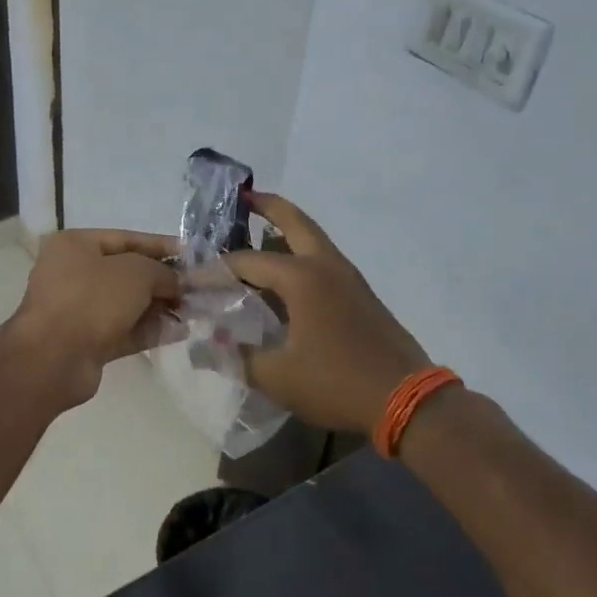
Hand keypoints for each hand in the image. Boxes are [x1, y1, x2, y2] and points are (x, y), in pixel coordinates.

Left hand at [3, 228, 181, 408]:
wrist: (53, 357)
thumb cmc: (92, 299)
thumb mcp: (135, 273)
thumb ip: (162, 272)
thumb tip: (177, 282)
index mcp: (76, 246)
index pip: (126, 239)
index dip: (161, 246)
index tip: (192, 255)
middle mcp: (73, 274)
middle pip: (127, 273)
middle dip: (163, 281)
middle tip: (197, 289)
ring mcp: (78, 310)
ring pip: (127, 304)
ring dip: (160, 307)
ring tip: (195, 311)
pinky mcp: (86, 341)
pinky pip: (124, 330)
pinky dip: (149, 330)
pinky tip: (180, 332)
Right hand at [226, 194, 430, 434]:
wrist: (406, 399)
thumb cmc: (337, 382)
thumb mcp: (278, 377)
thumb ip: (238, 358)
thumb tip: (209, 345)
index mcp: (302, 278)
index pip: (246, 262)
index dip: (214, 270)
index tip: (190, 279)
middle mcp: (325, 266)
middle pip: (294, 222)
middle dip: (267, 206)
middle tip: (243, 197)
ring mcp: (348, 277)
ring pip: (313, 239)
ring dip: (287, 229)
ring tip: (259, 233)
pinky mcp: (360, 294)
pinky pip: (323, 260)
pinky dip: (301, 254)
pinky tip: (286, 278)